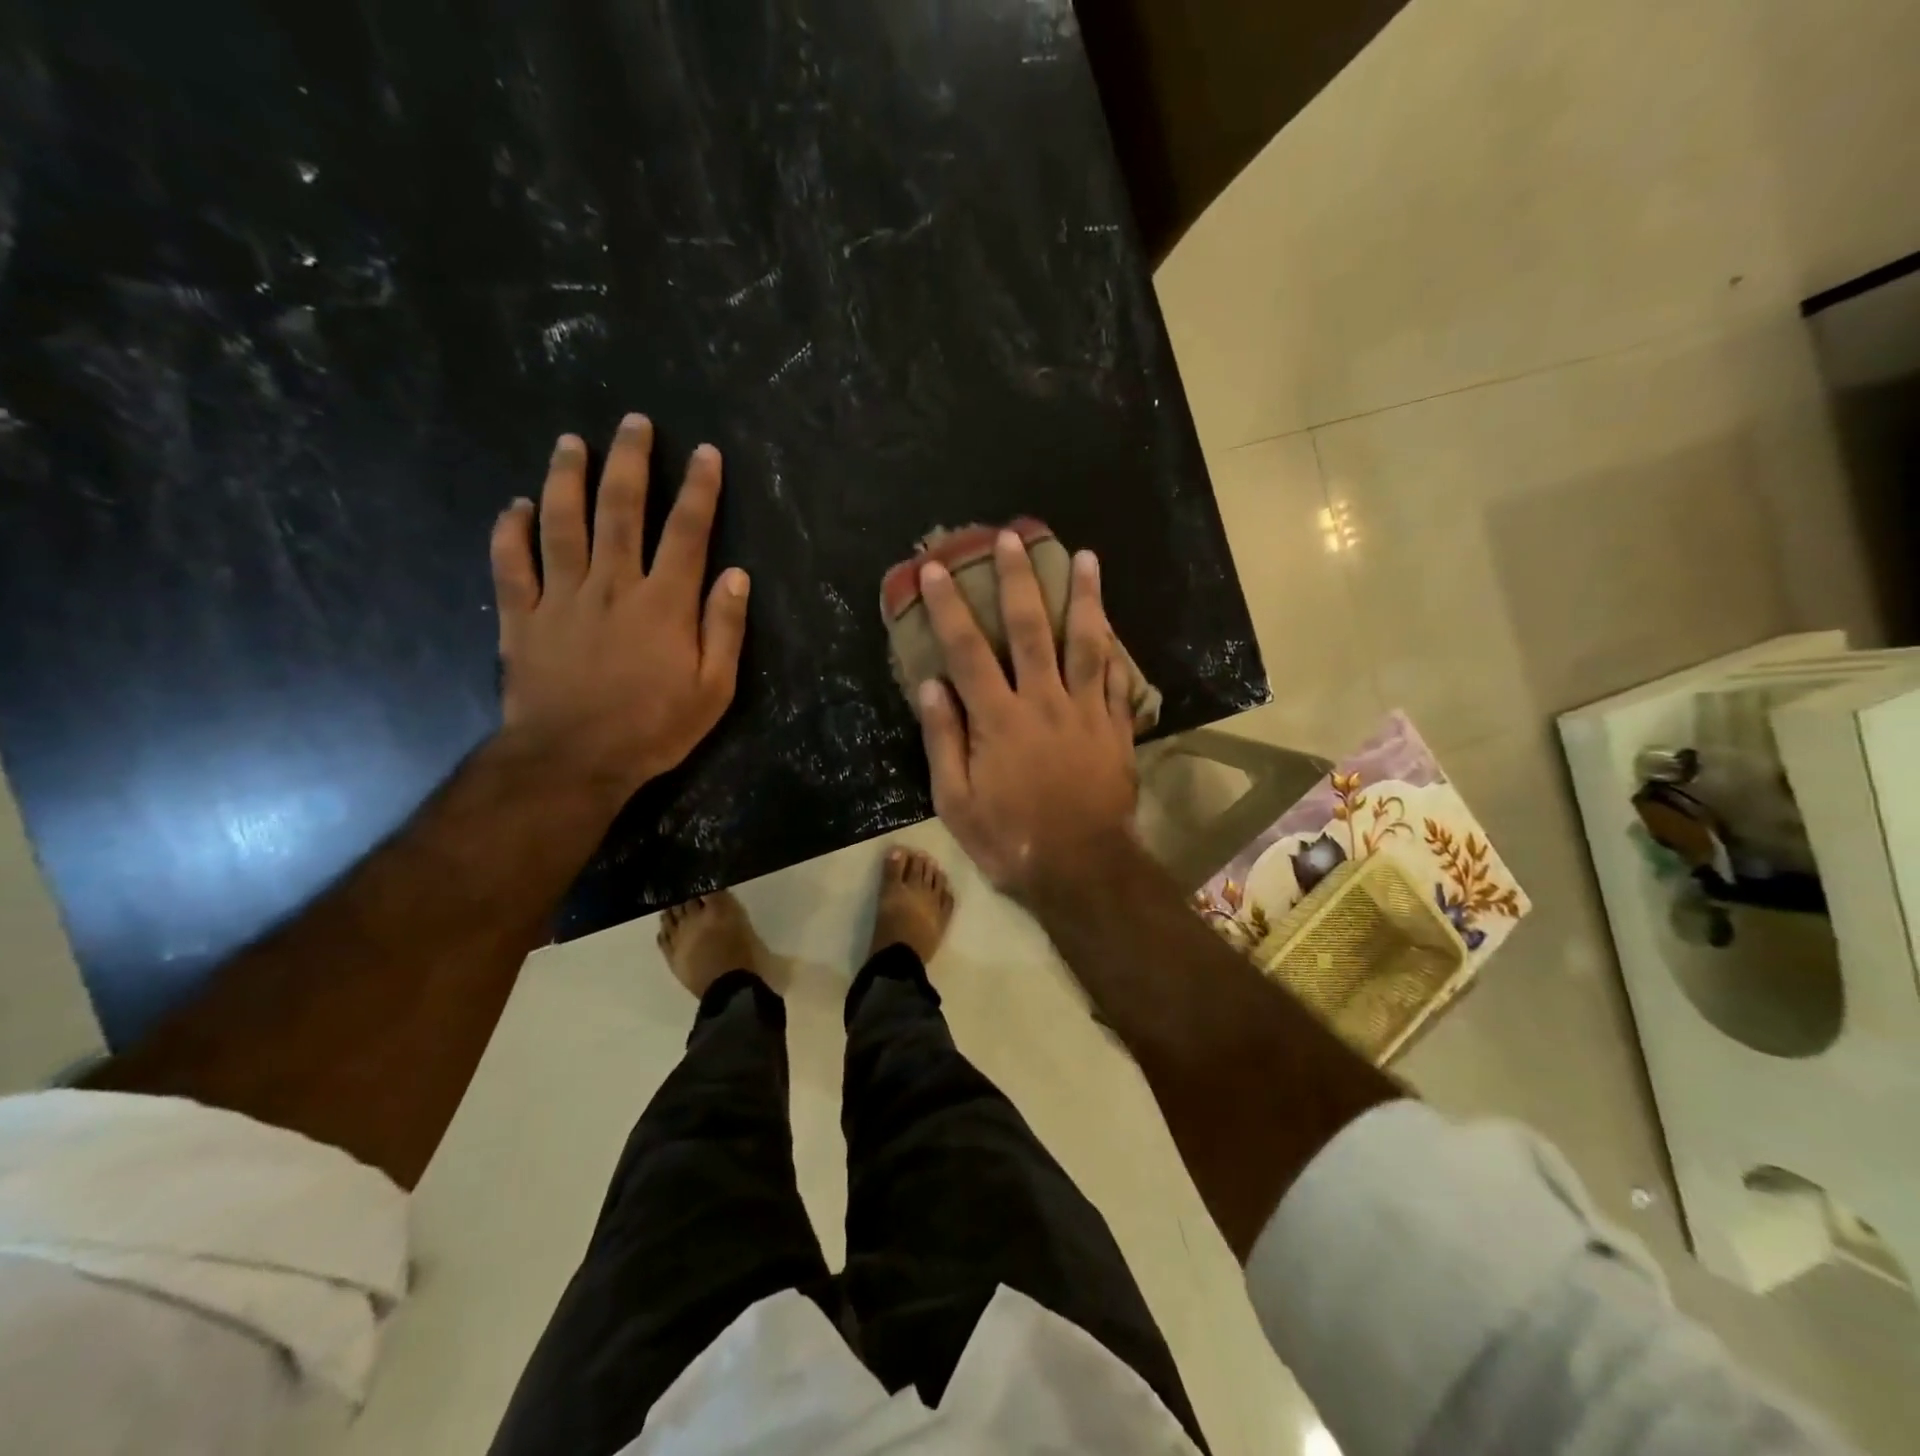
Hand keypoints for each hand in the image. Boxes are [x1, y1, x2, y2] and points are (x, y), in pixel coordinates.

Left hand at [490, 414, 748, 800]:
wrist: (574, 759)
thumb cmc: (654, 727)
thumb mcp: (713, 688)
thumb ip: (725, 628)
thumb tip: (736, 575)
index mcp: (664, 603)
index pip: (687, 532)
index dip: (699, 489)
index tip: (705, 453)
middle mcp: (612, 585)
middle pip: (620, 510)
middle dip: (630, 462)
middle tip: (633, 422)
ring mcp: (561, 598)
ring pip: (562, 524)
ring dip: (567, 478)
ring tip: (571, 441)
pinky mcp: (522, 618)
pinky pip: (511, 565)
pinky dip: (510, 532)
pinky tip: (516, 506)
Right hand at [914, 530, 1137, 899]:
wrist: (1080, 868)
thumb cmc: (1010, 838)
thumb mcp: (956, 800)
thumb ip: (943, 739)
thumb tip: (932, 684)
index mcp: (998, 719)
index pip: (968, 651)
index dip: (950, 607)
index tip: (937, 569)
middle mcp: (1043, 702)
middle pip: (1031, 630)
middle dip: (1019, 580)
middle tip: (1013, 537)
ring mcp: (1085, 711)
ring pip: (1086, 643)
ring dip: (1085, 597)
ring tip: (1085, 556)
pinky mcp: (1114, 727)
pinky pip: (1114, 678)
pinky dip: (1112, 647)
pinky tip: (1111, 620)